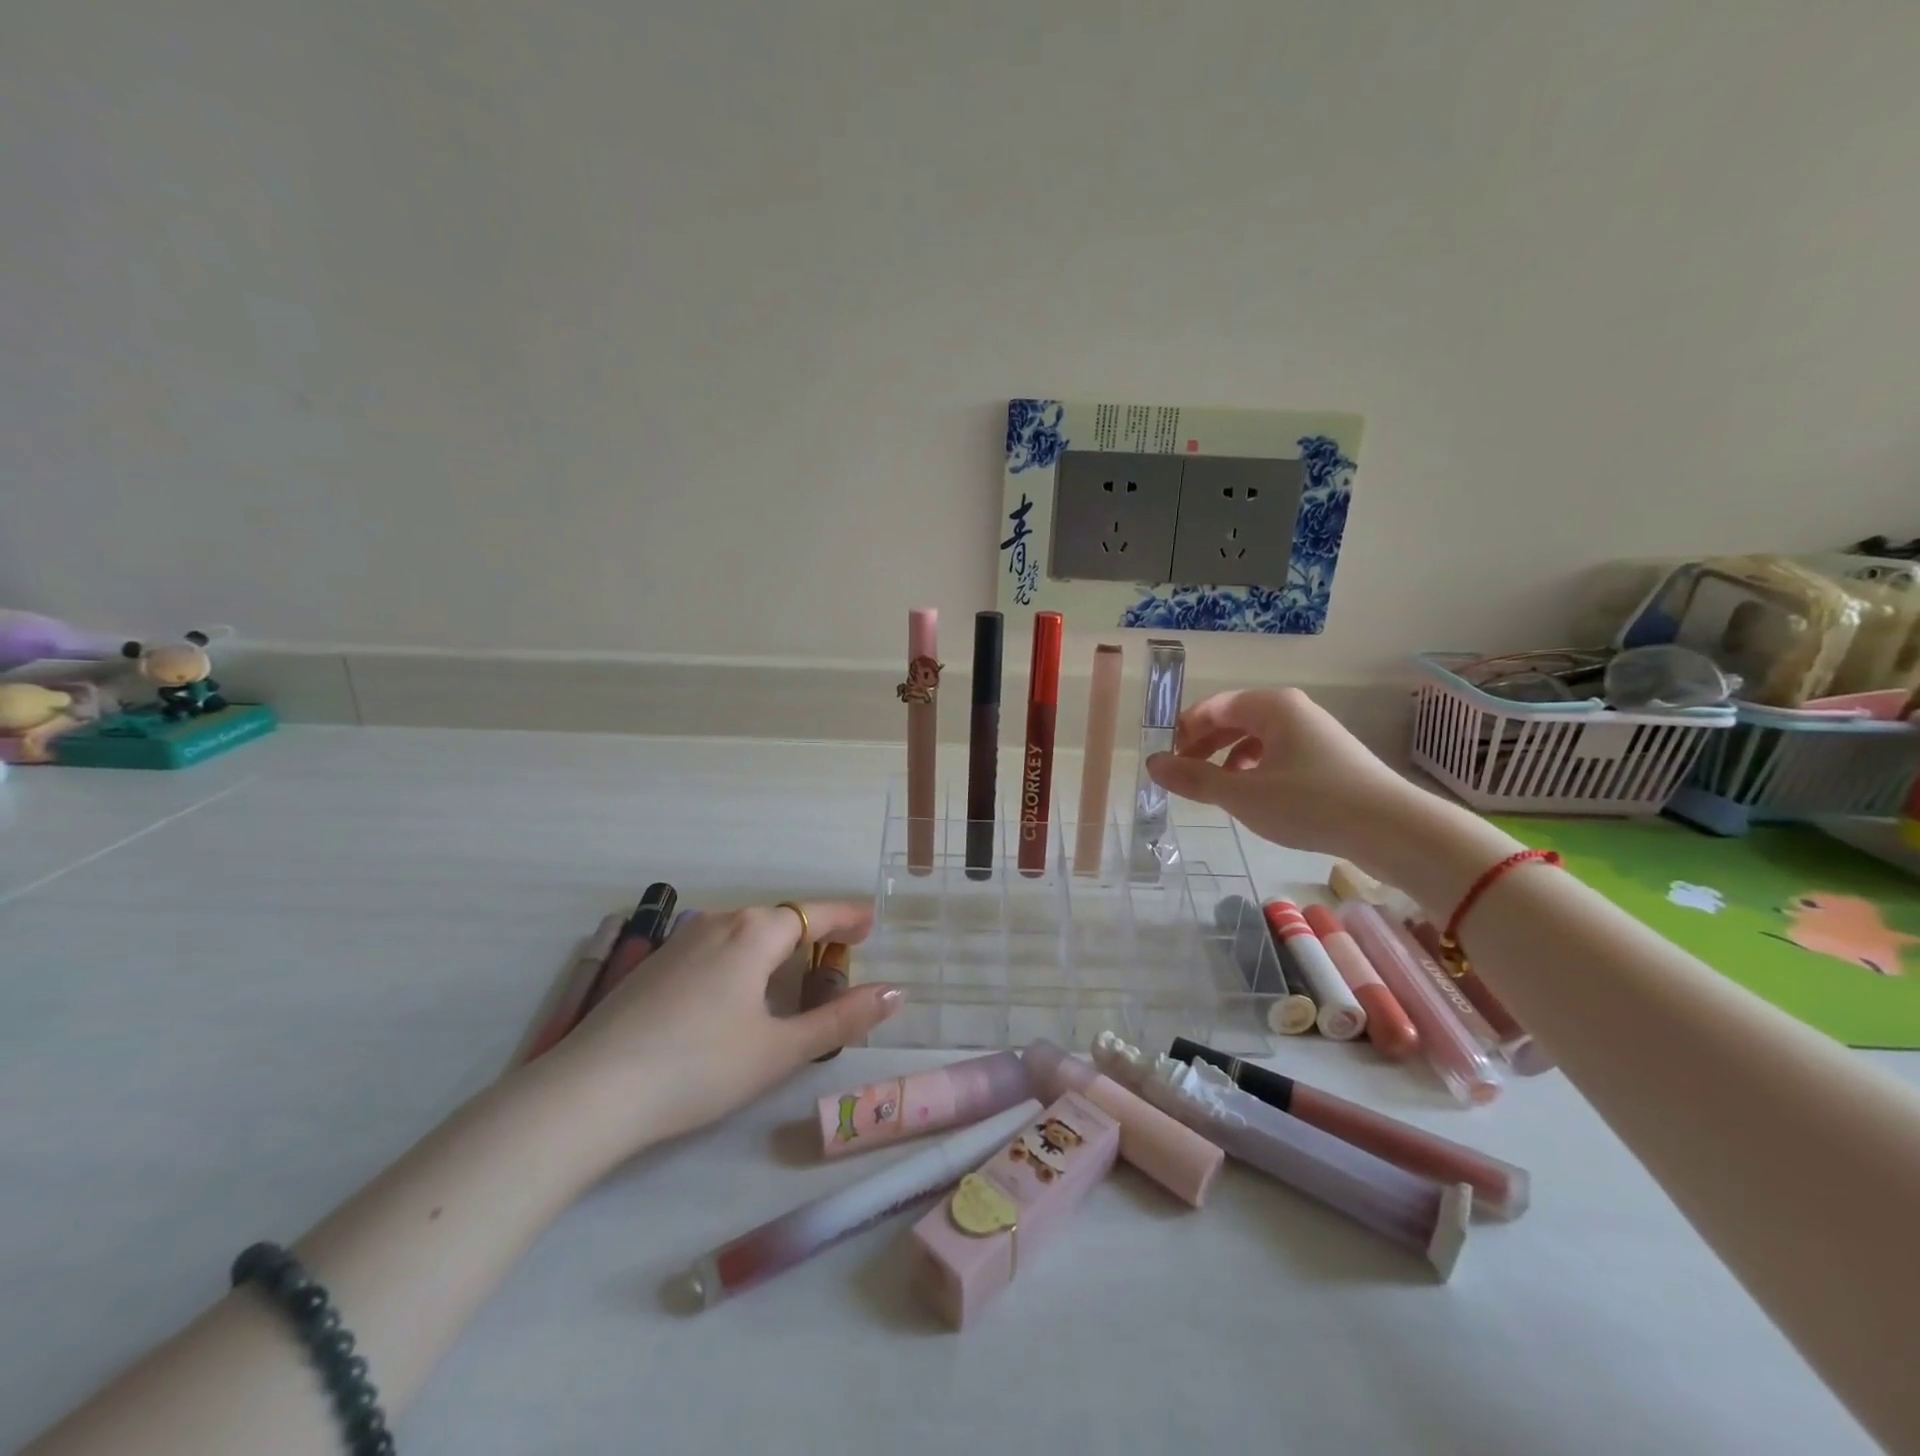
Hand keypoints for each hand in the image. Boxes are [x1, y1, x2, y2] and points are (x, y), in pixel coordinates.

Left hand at [537, 901, 900, 1162]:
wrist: (590, 1092)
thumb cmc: (699, 1067)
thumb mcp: (780, 1050)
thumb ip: (842, 1019)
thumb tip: (896, 992)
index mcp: (756, 932)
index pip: (816, 913)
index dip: (848, 917)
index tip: (872, 922)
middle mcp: (720, 922)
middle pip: (780, 919)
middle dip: (813, 935)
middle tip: (838, 958)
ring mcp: (682, 941)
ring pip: (744, 933)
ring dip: (776, 948)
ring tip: (793, 978)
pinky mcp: (655, 965)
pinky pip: (716, 948)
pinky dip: (742, 960)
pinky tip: (736, 997)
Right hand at [1146, 688, 1425, 866]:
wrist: (1393, 829)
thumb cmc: (1310, 803)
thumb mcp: (1242, 794)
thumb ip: (1193, 778)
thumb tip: (1152, 763)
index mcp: (1271, 706)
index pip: (1214, 707)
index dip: (1184, 730)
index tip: (1165, 758)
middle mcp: (1293, 711)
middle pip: (1235, 719)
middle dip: (1204, 745)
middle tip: (1182, 774)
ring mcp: (1315, 734)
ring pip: (1257, 738)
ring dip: (1228, 759)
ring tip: (1215, 788)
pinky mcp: (1329, 759)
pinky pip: (1278, 754)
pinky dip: (1256, 770)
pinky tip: (1253, 796)